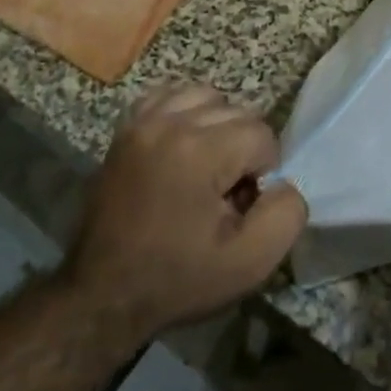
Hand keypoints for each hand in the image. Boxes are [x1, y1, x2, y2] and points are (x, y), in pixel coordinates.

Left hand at [63, 84, 307, 343]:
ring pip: (206, 97)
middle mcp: (170, 123)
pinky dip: (185, 114)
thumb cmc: (178, 280)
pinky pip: (170, 96)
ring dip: (217, 126)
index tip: (240, 208)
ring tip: (206, 167)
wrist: (104, 294)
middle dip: (242, 149)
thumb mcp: (249, 263)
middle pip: (237, 111)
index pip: (262, 135)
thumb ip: (286, 214)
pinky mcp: (126, 128)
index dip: (262, 174)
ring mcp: (143, 121)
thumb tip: (282, 182)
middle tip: (224, 195)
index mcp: (200, 151)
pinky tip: (183, 148)